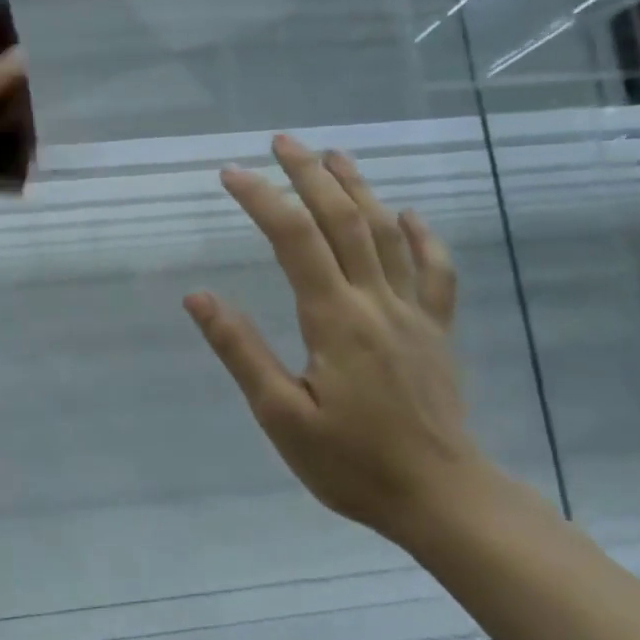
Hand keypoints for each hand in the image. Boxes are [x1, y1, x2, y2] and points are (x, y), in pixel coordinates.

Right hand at [184, 138, 482, 539]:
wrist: (442, 498)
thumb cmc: (352, 462)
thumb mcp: (280, 415)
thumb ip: (241, 351)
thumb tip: (197, 298)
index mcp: (334, 319)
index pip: (294, 240)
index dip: (262, 199)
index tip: (230, 173)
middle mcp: (376, 302)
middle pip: (344, 221)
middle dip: (310, 175)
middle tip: (282, 142)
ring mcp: (413, 314)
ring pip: (388, 234)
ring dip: (359, 189)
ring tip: (335, 156)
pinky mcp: (436, 331)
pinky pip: (435, 272)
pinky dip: (422, 237)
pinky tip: (408, 215)